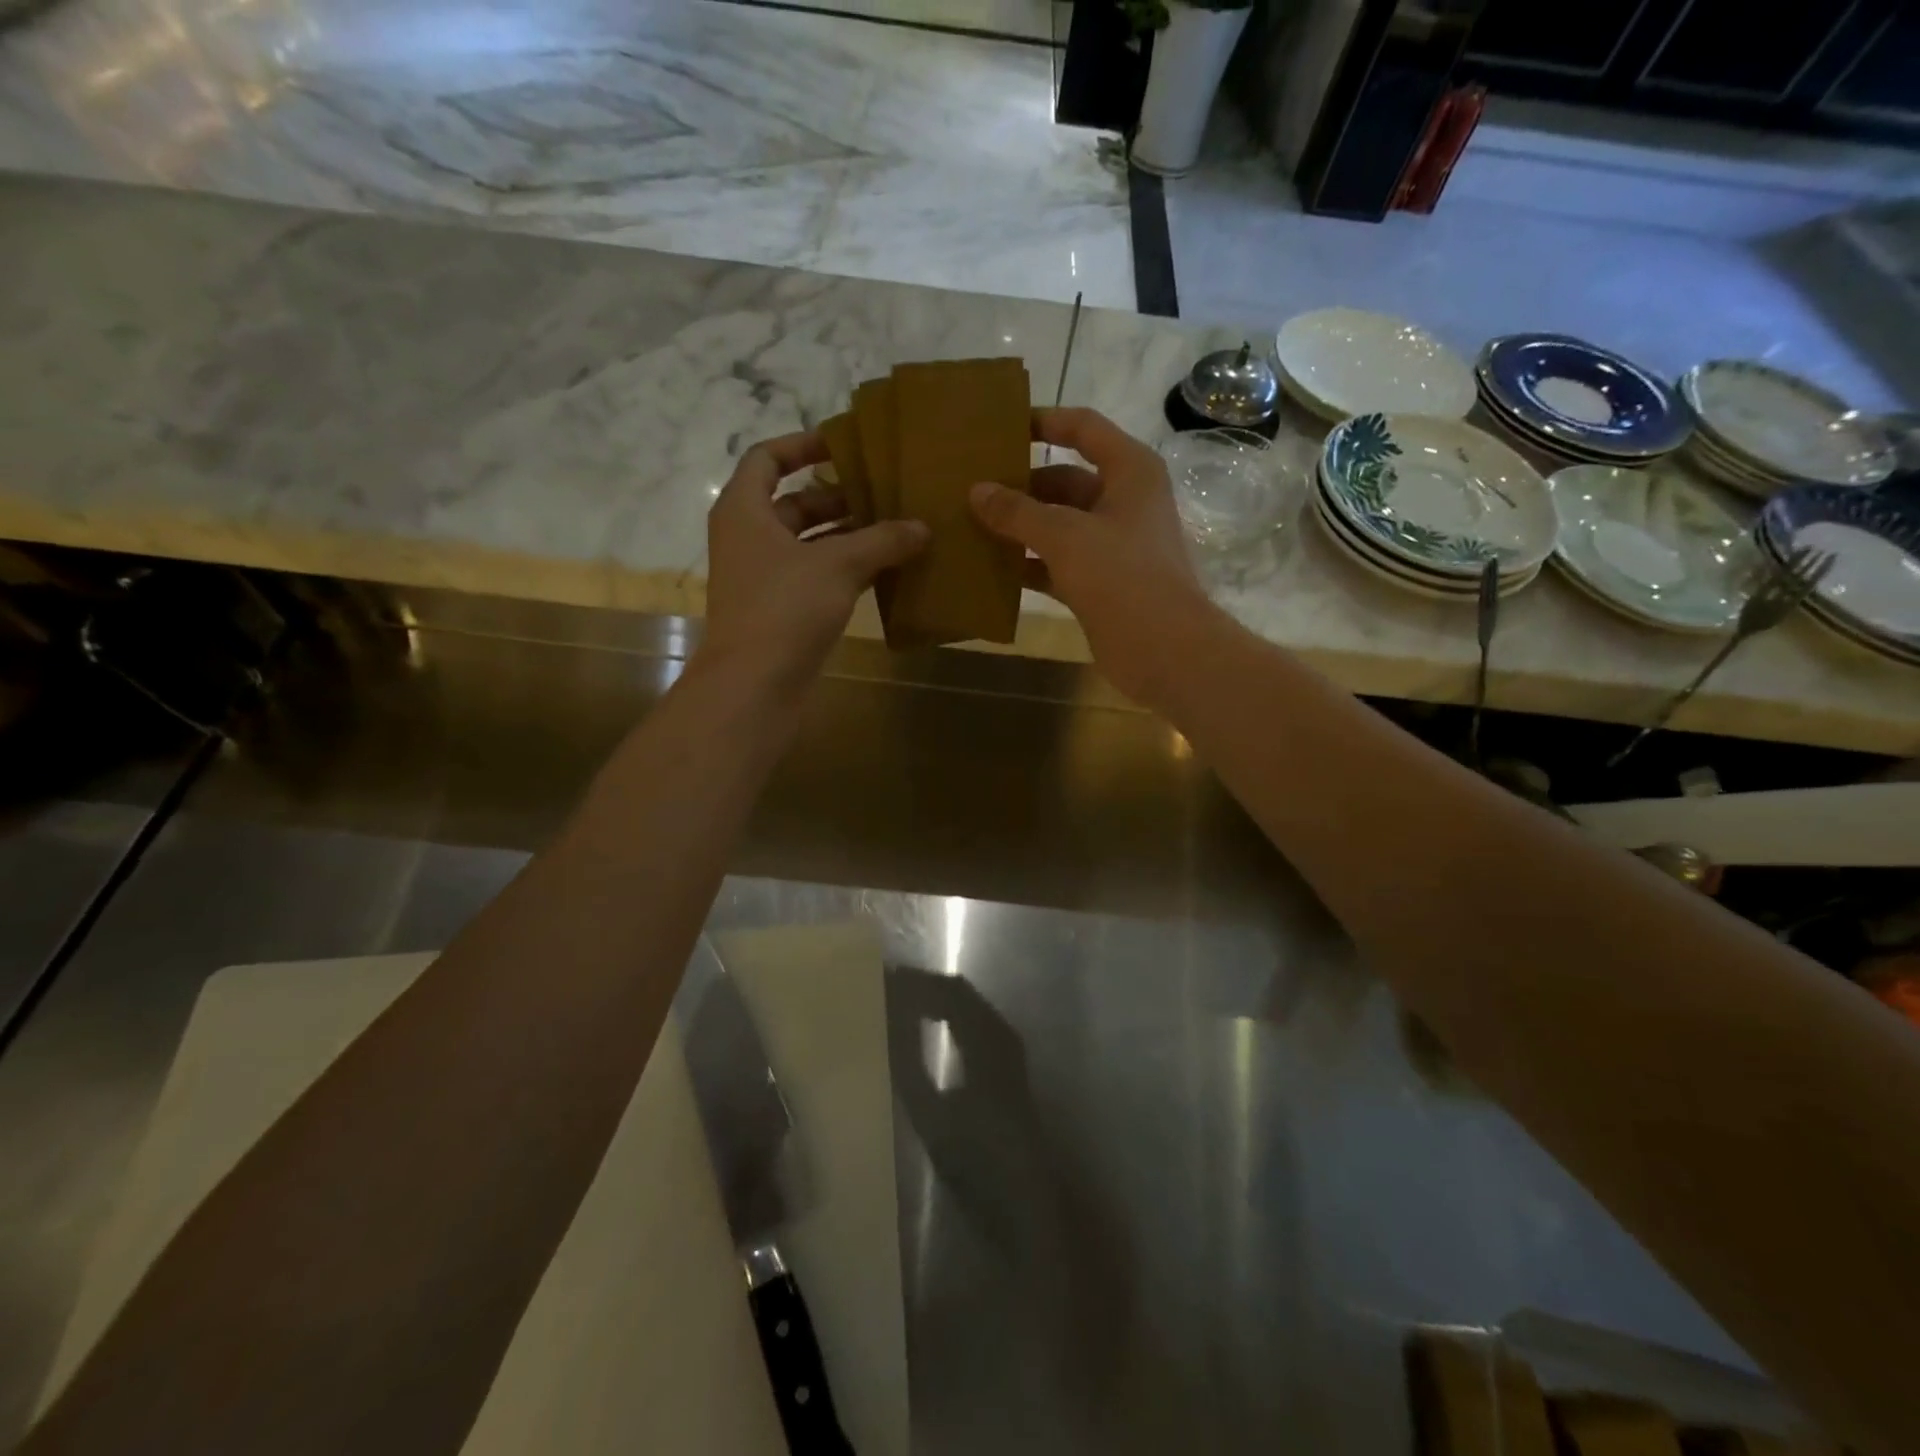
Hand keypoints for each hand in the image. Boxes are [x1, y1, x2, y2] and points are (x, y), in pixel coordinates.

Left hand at [702, 431, 927, 692]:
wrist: (754, 685)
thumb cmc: (785, 608)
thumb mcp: (839, 565)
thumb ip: (882, 540)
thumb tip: (923, 527)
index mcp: (744, 510)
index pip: (767, 459)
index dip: (803, 445)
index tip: (845, 444)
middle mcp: (749, 538)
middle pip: (794, 503)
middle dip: (839, 496)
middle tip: (887, 491)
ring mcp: (764, 577)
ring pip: (809, 543)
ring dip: (848, 535)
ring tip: (896, 527)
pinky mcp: (781, 610)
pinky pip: (816, 576)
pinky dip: (846, 569)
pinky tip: (886, 570)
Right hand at [970, 408, 1215, 706]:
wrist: (1163, 648)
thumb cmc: (1121, 575)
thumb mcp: (1065, 535)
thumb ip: (1018, 512)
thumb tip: (977, 491)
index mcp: (1130, 471)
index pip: (1083, 428)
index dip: (1044, 422)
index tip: (1001, 428)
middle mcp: (1124, 501)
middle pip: (1065, 480)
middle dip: (1022, 486)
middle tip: (972, 490)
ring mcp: (1113, 544)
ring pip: (1059, 525)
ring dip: (1021, 528)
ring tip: (972, 526)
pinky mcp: (1102, 582)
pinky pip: (1058, 562)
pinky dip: (1030, 564)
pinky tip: (994, 568)